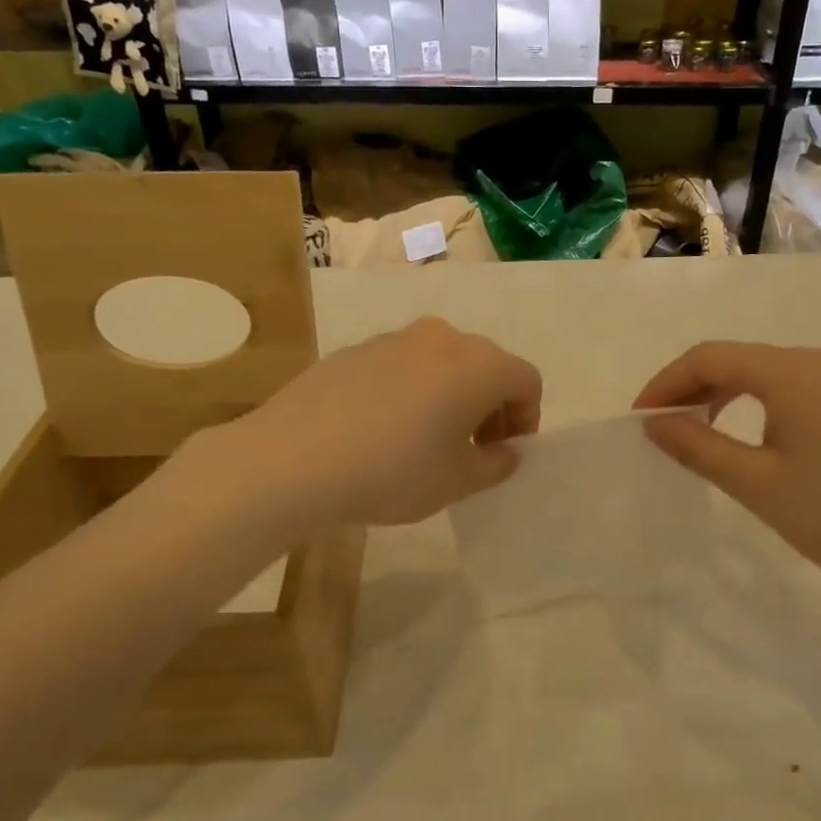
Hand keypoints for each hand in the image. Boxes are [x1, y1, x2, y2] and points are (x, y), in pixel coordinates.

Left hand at [239, 317, 541, 527]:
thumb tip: (504, 452)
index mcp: (479, 365)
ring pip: (441, 363)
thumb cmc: (394, 471)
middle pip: (485, 365)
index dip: (527, 417)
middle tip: (474, 449)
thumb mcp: (457, 482)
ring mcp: (393, 339)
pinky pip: (401, 366)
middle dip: (490, 406)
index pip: (526, 380)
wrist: (294, 459)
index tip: (506, 451)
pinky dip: (410, 391)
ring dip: (450, 396)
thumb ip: (495, 465)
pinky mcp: (354, 350)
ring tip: (426, 440)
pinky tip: (382, 430)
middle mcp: (442, 338)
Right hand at [635, 342, 820, 599]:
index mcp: (793, 371)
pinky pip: (790, 386)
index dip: (666, 382)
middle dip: (691, 388)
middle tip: (661, 428)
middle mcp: (819, 360)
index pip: (710, 357)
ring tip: (695, 432)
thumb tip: (653, 423)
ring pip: (763, 371)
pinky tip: (744, 434)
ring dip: (721, 394)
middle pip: (737, 359)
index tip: (640, 419)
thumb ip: (698, 446)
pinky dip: (755, 402)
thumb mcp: (755, 483)